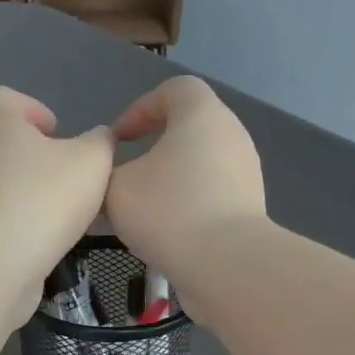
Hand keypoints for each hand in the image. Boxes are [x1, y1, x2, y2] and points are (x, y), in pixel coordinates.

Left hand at [0, 85, 114, 284]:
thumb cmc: (44, 197)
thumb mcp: (92, 162)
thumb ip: (101, 143)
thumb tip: (100, 139)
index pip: (5, 98)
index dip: (32, 110)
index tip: (57, 132)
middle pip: (4, 142)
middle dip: (35, 156)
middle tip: (68, 176)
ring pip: (1, 182)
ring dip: (28, 192)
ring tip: (61, 213)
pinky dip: (18, 223)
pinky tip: (43, 240)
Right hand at [106, 76, 266, 276]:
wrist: (226, 264)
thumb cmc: (168, 211)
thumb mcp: (116, 188)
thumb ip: (105, 172)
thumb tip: (110, 174)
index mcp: (201, 114)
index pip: (173, 90)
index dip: (140, 109)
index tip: (117, 141)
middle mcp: (230, 135)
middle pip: (188, 130)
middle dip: (154, 150)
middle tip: (126, 176)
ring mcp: (245, 173)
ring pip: (199, 167)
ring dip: (170, 183)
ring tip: (143, 212)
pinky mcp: (249, 209)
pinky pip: (212, 197)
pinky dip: (188, 207)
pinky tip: (167, 235)